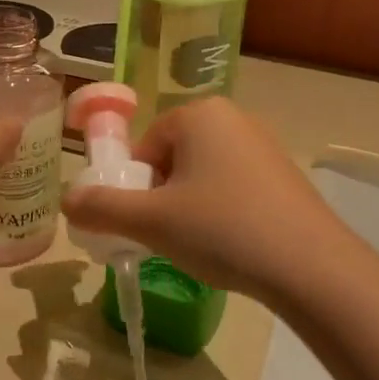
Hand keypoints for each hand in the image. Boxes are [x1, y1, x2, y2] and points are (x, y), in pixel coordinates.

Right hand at [60, 98, 359, 306]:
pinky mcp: (285, 175)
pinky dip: (223, 212)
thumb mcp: (152, 221)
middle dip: (162, 197)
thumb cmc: (222, 229)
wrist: (311, 266)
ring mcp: (264, 145)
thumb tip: (67, 200)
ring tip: (200, 246)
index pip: (145, 145)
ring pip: (204, 175)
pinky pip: (235, 187)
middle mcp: (233, 118)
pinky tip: (232, 245)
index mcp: (199, 114)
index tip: (141, 223)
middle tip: (167, 237)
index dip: (135, 186)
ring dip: (190, 207)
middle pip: (173, 158)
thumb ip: (102, 208)